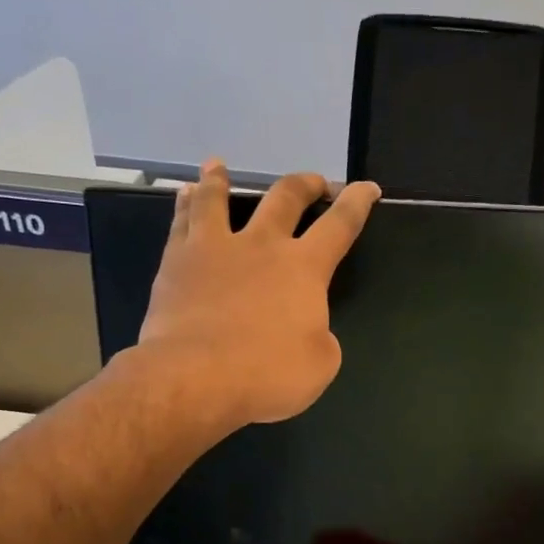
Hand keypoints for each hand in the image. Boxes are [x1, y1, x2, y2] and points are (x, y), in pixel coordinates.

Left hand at [137, 160, 377, 428]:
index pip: (340, 225)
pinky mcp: (176, 262)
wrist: (194, 377)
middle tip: (313, 182)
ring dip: (222, 180)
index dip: (357, 203)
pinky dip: (184, 204)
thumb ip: (320, 337)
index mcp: (304, 268)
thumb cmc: (267, 374)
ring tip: (219, 166)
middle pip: (285, 198)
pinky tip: (182, 194)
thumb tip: (307, 328)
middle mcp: (261, 245)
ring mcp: (215, 249)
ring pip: (218, 199)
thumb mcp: (319, 364)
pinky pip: (181, 222)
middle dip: (304, 185)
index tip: (366, 187)